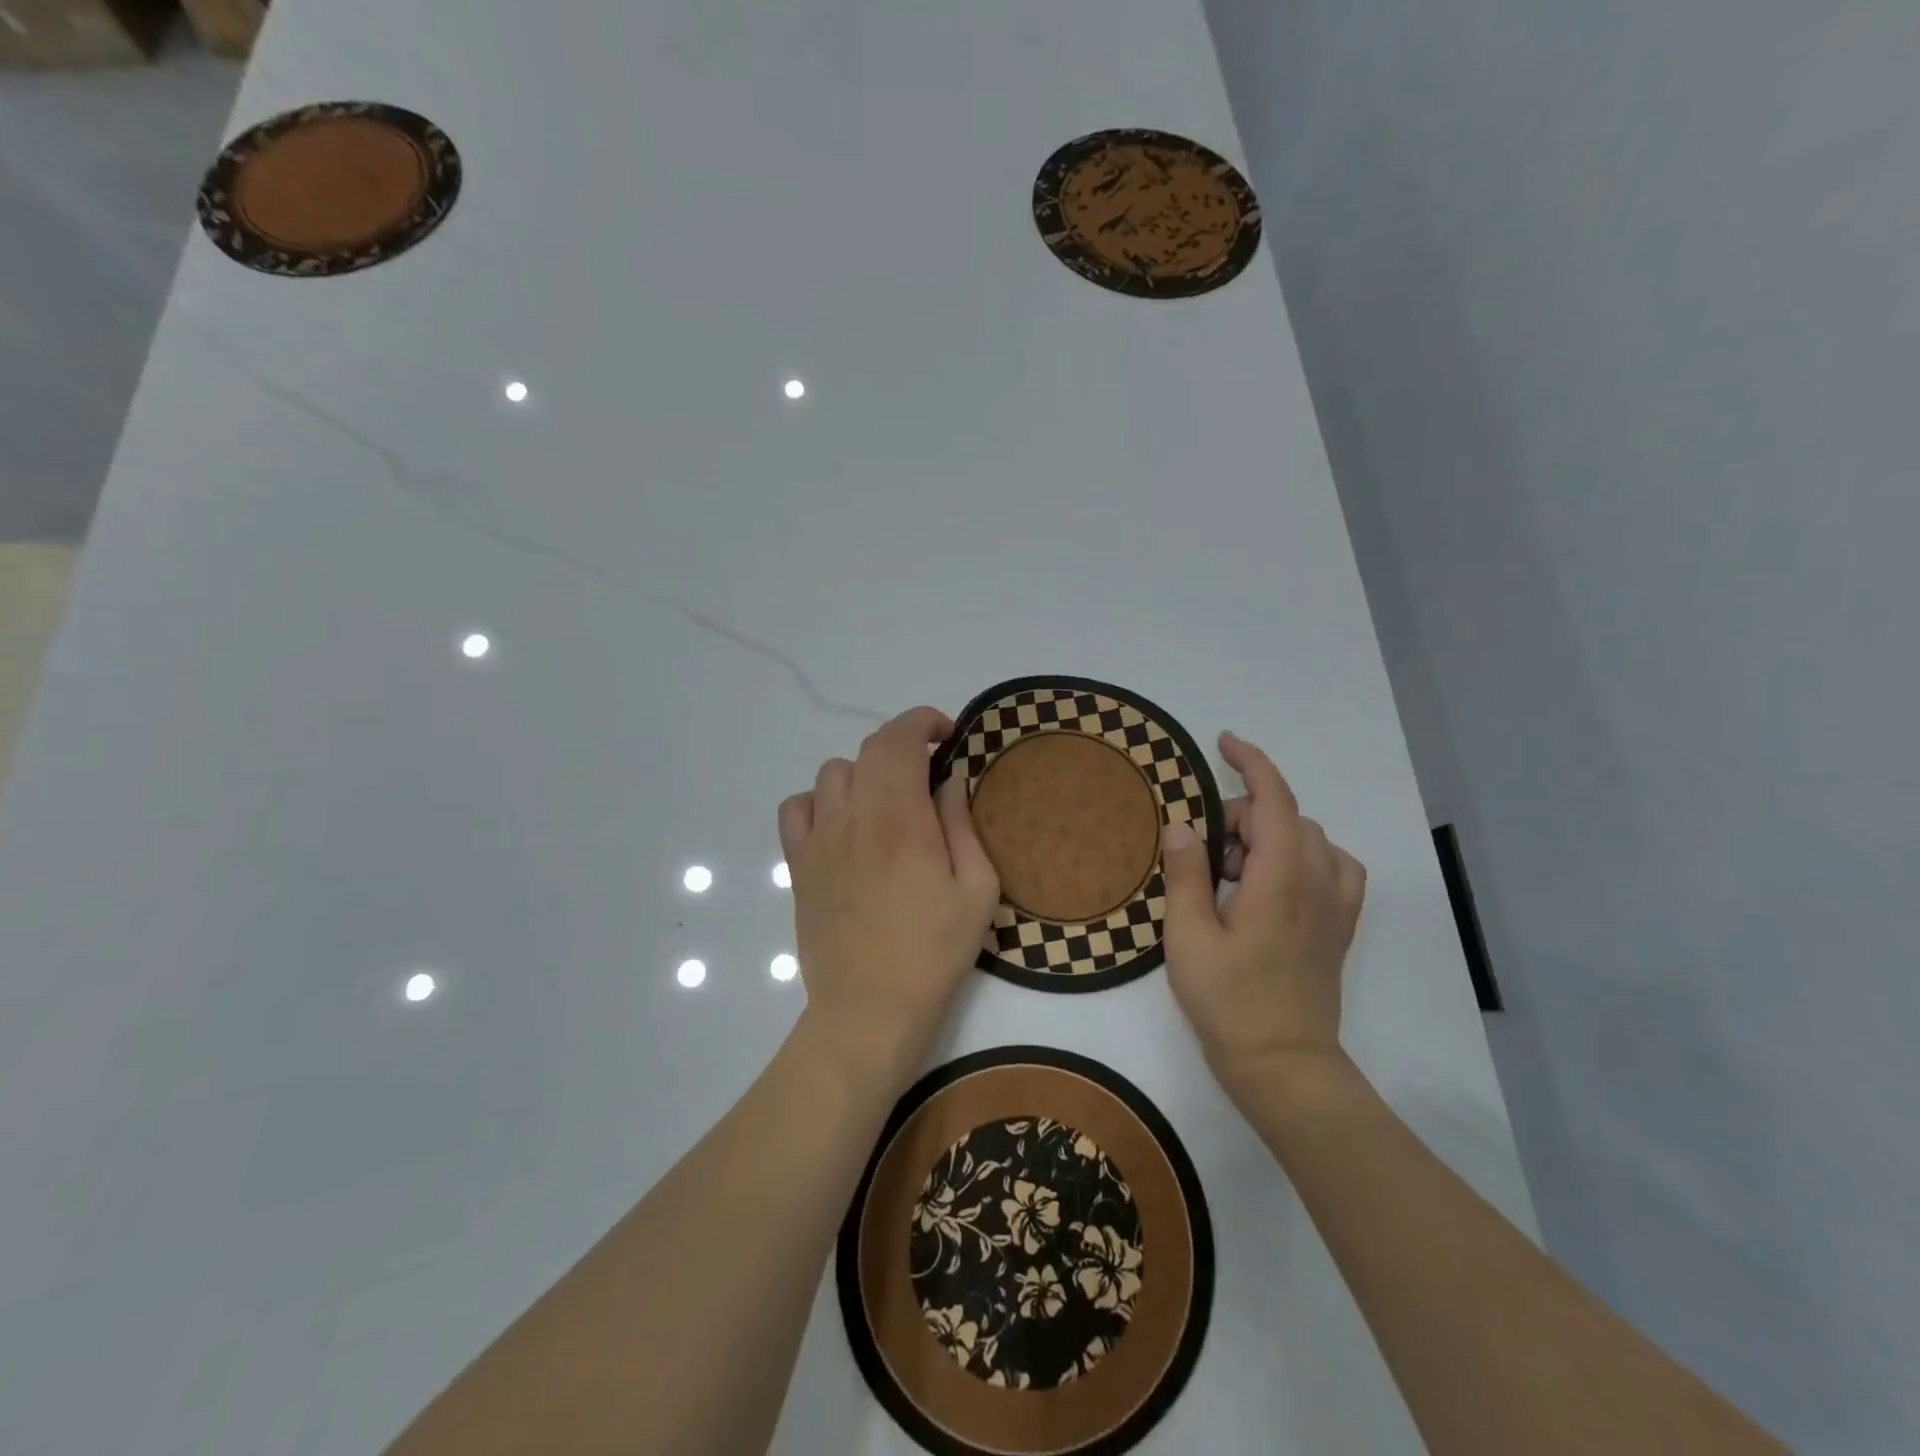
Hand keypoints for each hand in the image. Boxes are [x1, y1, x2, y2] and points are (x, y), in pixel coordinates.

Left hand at [779, 707, 1000, 1087]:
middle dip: (903, 745)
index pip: (899, 738)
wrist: (869, 1010)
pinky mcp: (798, 866)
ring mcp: (818, 840)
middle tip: (929, 772)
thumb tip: (950, 780)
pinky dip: (820, 801)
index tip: (948, 734)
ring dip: (865, 772)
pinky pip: (796, 809)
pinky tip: (843, 824)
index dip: (923, 721)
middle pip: (868, 750)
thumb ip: (963, 824)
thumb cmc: (933, 953)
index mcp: (900, 818)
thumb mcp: (977, 890)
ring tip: (887, 801)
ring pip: (832, 773)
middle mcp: (853, 817)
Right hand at [1160, 732, 1366, 1097]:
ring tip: (1236, 872)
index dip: (1250, 761)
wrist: (1284, 1064)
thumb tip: (1182, 826)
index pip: (1273, 798)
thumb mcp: (1188, 937)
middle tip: (1206, 855)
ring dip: (1272, 835)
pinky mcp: (1341, 925)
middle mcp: (1317, 881)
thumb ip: (1186, 874)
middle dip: (1244, 815)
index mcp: (1279, 878)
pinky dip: (1306, 855)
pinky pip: (1334, 865)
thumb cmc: (1229, 1002)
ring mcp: (1336, 904)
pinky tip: (1280, 880)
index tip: (1223, 743)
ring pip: (1310, 837)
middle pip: (1286, 816)